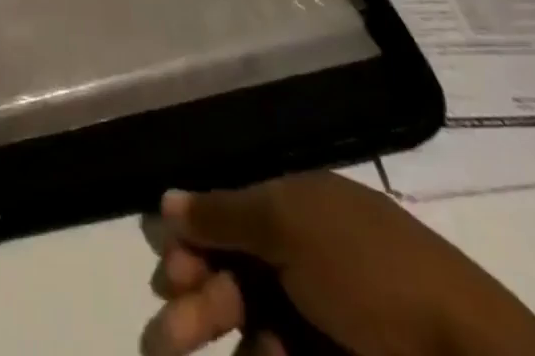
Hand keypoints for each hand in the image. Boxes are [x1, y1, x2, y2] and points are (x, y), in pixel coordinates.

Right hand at [143, 173, 534, 355]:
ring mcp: (321, 319)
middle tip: (169, 334)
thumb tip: (166, 199)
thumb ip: (224, 213)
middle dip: (197, 299)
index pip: (231, 218)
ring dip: (217, 336)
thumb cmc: (368, 274)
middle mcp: (306, 259)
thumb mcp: (289, 227)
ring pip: (251, 324)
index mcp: (299, 209)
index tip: (169, 270)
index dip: (195, 242)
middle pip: (234, 273)